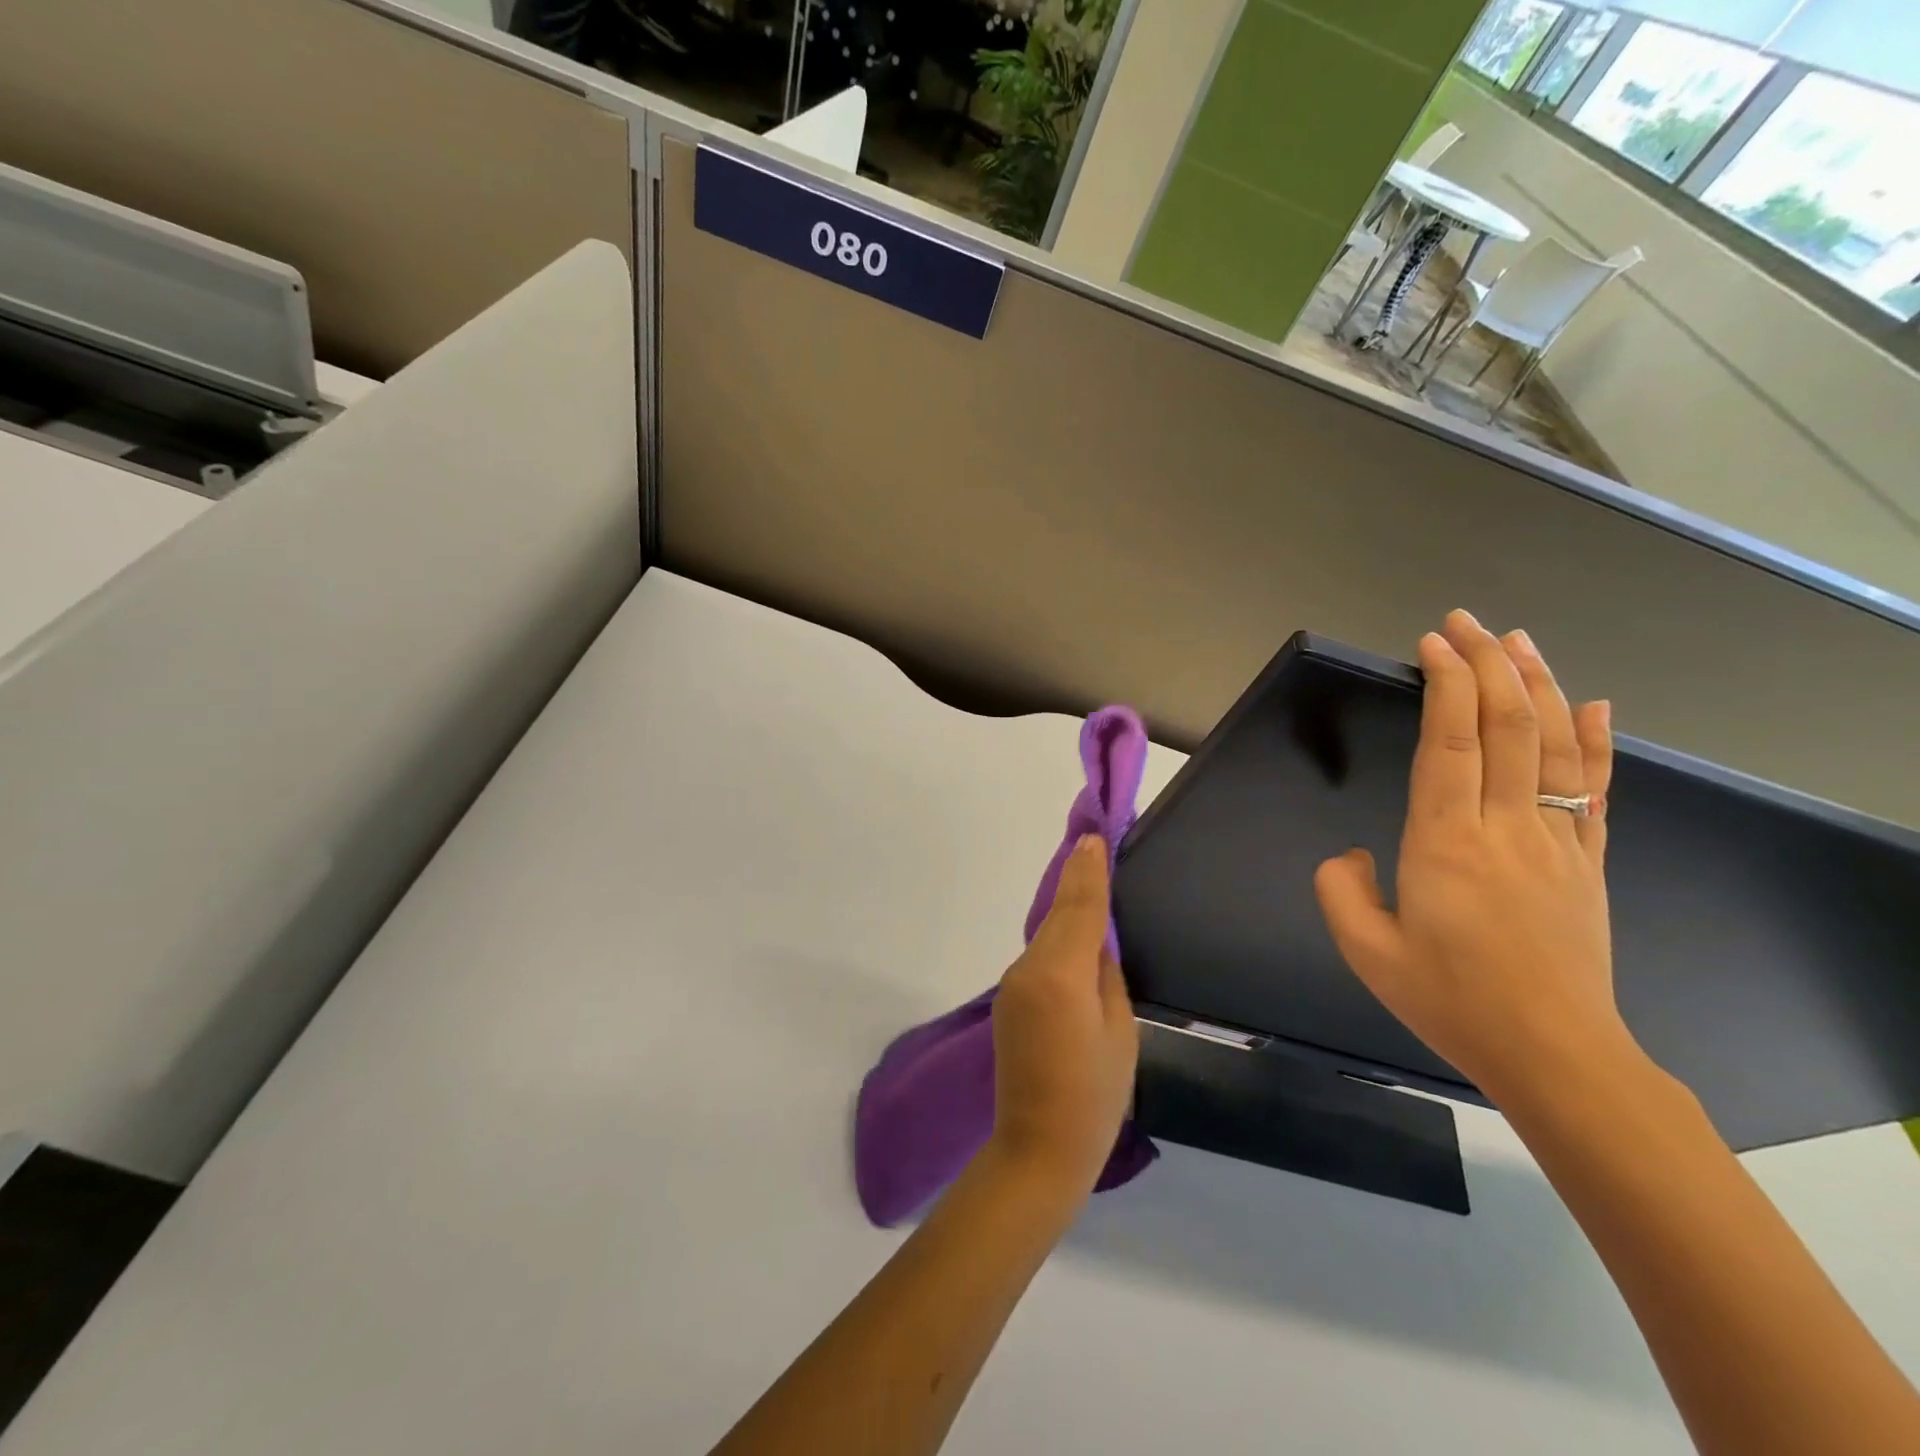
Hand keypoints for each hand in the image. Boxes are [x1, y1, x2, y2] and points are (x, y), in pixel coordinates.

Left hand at [989, 835, 1138, 1194]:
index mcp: (1061, 974)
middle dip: (1075, 880)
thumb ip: (1106, 977)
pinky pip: (1038, 957)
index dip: (1088, 872)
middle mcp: (1029, 968)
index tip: (1092, 837)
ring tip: (1088, 881)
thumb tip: (1095, 946)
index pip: (1078, 909)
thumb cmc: (1094, 1097)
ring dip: (1065, 909)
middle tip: (1093, 845)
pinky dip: (1056, 939)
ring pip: (1045, 935)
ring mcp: (1012, 984)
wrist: (1037, 1149)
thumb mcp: (1119, 1033)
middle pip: (1057, 915)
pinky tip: (1071, 935)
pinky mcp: (1006, 1000)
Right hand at [1314, 609, 1631, 1107]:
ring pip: (1554, 746)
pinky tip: (1595, 705)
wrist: (1555, 1054)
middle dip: (1486, 665)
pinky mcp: (1587, 862)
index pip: (1451, 742)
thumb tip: (1349, 854)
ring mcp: (1556, 841)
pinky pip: (1595, 791)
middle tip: (1463, 623)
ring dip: (1538, 686)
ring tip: (1519, 641)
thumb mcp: (1366, 951)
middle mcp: (1505, 827)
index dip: (1446, 684)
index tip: (1432, 644)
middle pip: (1506, 727)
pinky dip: (1596, 742)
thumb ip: (1339, 890)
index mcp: (1445, 843)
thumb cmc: (1451, 999)